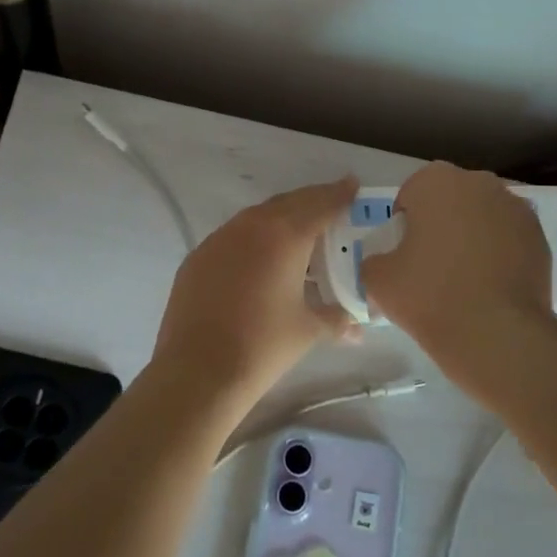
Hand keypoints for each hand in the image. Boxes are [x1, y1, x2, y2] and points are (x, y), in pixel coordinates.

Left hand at [149, 177, 359, 406]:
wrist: (198, 371)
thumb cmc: (263, 346)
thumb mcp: (308, 330)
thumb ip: (337, 318)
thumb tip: (358, 327)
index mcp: (285, 235)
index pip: (320, 204)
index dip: (340, 194)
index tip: (353, 185)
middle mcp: (251, 226)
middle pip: (289, 203)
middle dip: (312, 202)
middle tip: (332, 206)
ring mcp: (219, 239)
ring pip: (257, 217)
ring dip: (281, 218)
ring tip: (298, 233)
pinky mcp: (198, 257)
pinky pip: (233, 236)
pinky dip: (252, 238)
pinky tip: (259, 259)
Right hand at [361, 162, 553, 376]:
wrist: (496, 334)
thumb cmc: (430, 295)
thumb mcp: (378, 279)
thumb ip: (374, 260)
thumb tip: (385, 263)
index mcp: (436, 181)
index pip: (411, 194)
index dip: (404, 224)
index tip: (405, 254)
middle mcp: (479, 183)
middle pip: (451, 199)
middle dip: (442, 222)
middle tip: (433, 264)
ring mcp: (515, 208)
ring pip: (483, 216)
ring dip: (473, 235)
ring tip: (466, 277)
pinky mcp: (540, 236)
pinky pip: (509, 238)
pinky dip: (500, 252)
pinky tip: (491, 285)